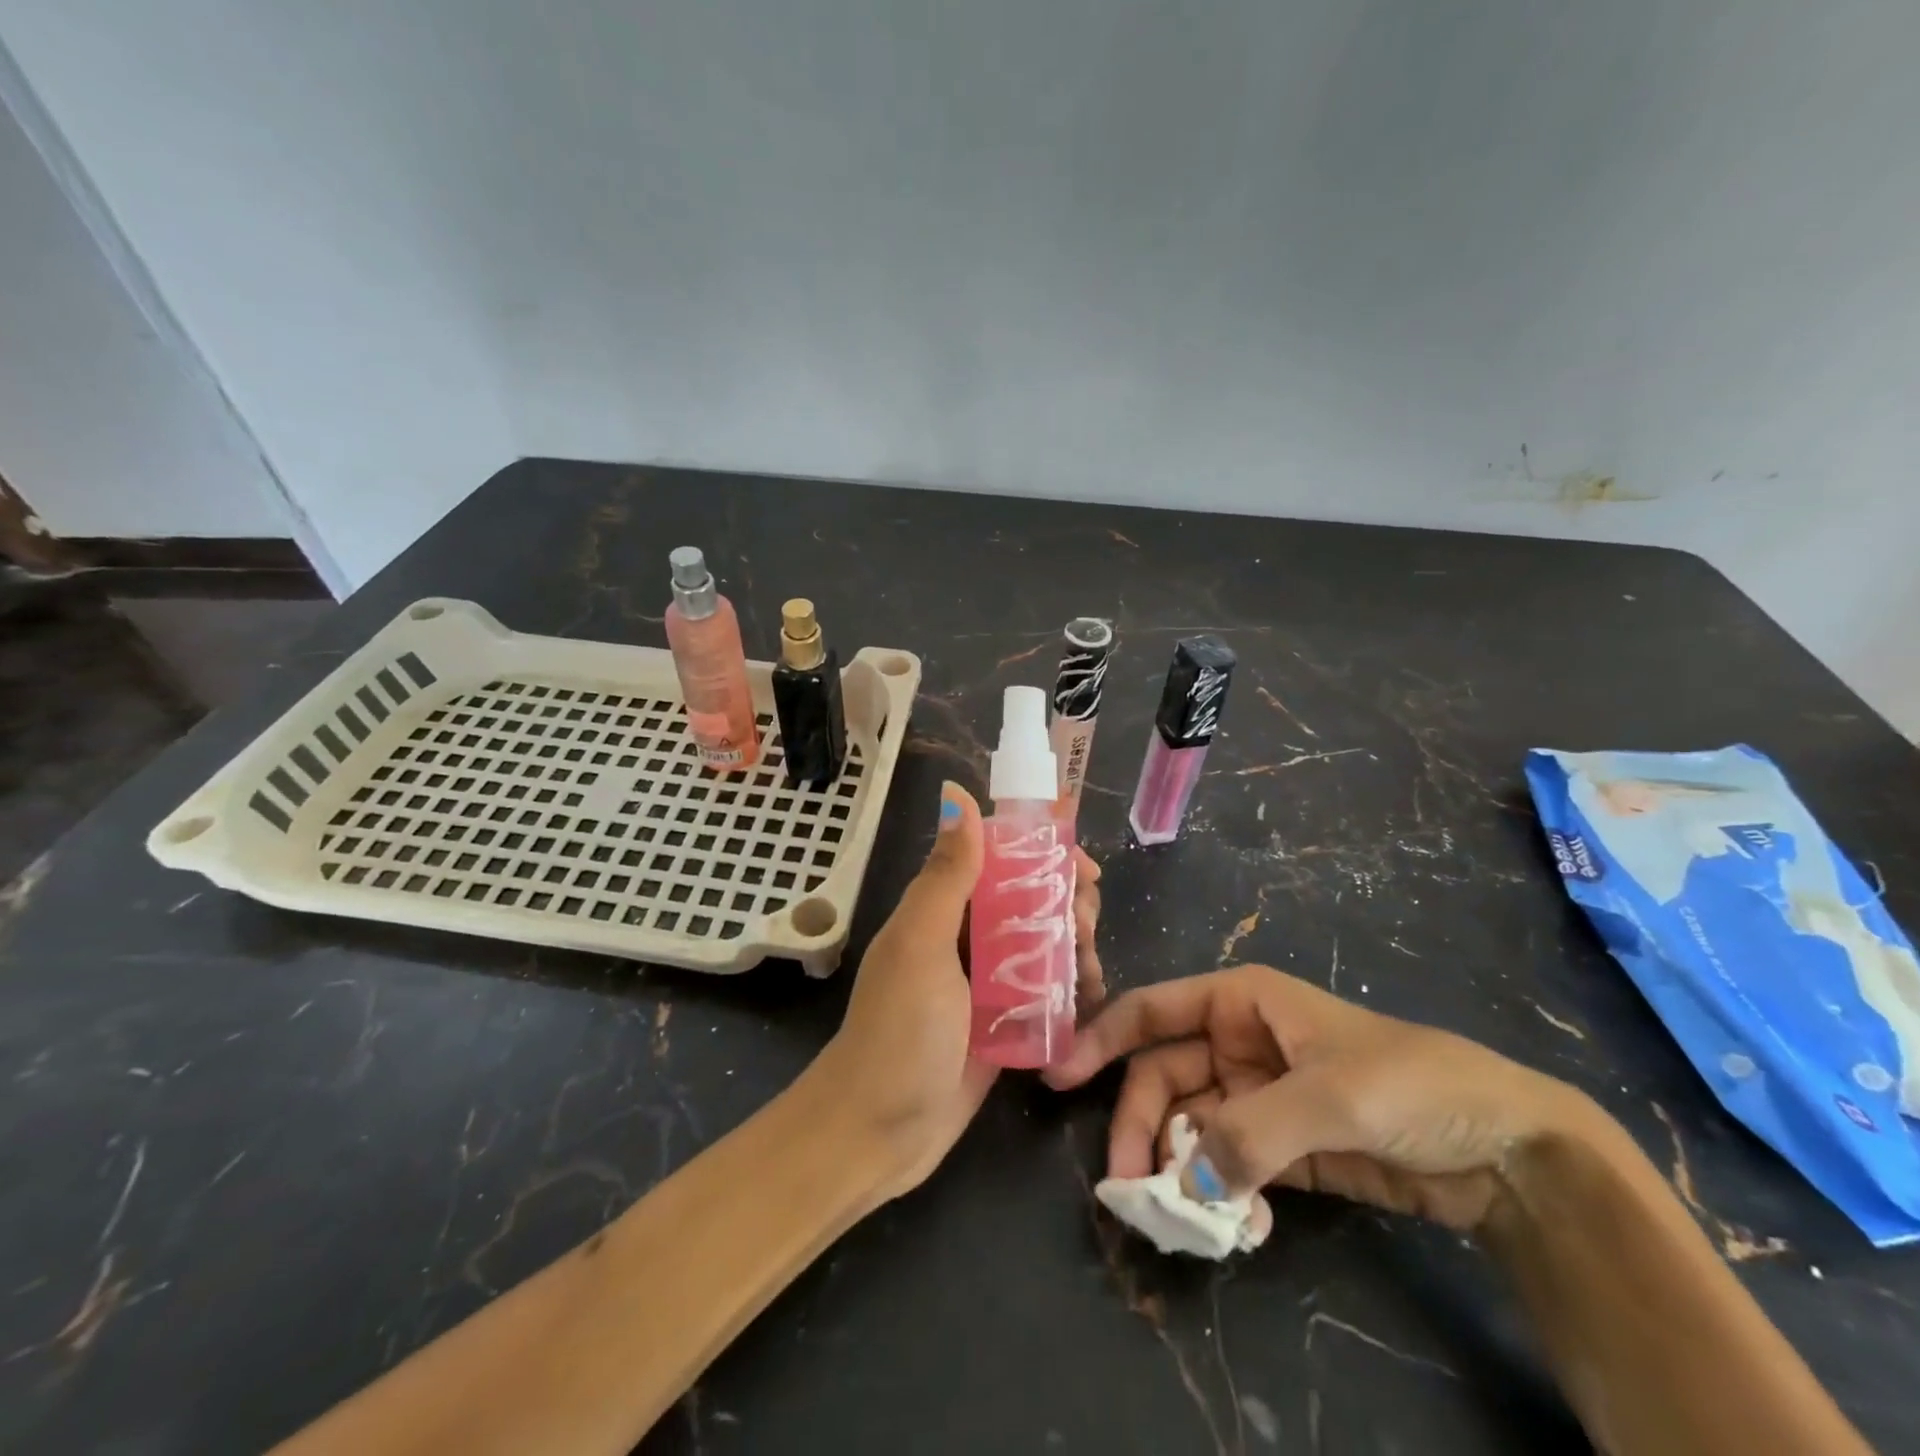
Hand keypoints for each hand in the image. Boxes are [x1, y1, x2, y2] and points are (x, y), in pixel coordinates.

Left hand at [815, 783, 1103, 1199]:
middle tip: (1087, 927)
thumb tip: (961, 797)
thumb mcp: (920, 945)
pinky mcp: (1002, 1023)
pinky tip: (1090, 1001)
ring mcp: (985, 982)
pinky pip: (1045, 992)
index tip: (1083, 867)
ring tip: (1092, 972)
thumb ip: (946, 876)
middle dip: (1067, 903)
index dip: (1043, 851)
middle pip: (1029, 899)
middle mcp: (964, 936)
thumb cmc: (898, 1031)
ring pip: (1043, 944)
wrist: (876, 1131)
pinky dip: (1071, 990)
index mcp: (941, 907)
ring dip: (1076, 947)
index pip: (998, 857)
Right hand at [1045, 964, 1580, 1231]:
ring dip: (1181, 1170)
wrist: (1506, 1148)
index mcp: (1241, 1002)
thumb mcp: (1331, 1097)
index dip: (1102, 1036)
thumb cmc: (1412, 1084)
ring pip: (1189, 1127)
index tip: (1060, 1076)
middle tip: (1130, 1185)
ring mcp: (1256, 1097)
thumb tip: (1182, 1181)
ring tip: (1188, 1217)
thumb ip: (1250, 1132)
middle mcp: (1237, 1043)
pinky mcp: (1279, 1148)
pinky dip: (1221, 1195)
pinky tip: (1240, 1225)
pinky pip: (1225, 1166)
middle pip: (1163, 1077)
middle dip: (1141, 1125)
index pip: (1153, 1010)